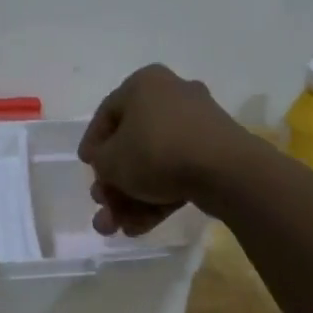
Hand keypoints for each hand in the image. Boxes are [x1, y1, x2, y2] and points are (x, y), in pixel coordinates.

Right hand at [78, 65, 254, 235]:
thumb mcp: (110, 160)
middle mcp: (172, 96)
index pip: (107, 113)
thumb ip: (100, 161)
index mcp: (144, 84)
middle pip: (132, 144)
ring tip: (118, 229)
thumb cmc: (157, 152)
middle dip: (114, 182)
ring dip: (132, 197)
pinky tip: (140, 227)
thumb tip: (107, 164)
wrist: (225, 171)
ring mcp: (198, 125)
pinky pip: (178, 173)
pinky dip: (158, 197)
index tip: (87, 167)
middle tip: (102, 205)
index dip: (93, 143)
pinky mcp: (216, 153)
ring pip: (154, 164)